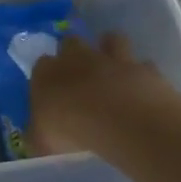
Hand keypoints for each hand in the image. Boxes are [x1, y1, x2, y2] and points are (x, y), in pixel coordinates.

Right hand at [28, 31, 171, 156]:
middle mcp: (77, 58)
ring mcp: (113, 60)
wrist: (120, 120)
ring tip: (112, 68)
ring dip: (110, 48)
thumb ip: (39, 136)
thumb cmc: (70, 130)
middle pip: (71, 42)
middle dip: (74, 52)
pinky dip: (141, 73)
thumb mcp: (42, 142)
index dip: (45, 75)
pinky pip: (142, 64)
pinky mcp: (143, 69)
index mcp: (46, 73)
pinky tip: (141, 88)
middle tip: (78, 74)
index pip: (40, 64)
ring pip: (110, 39)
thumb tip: (37, 138)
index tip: (49, 90)